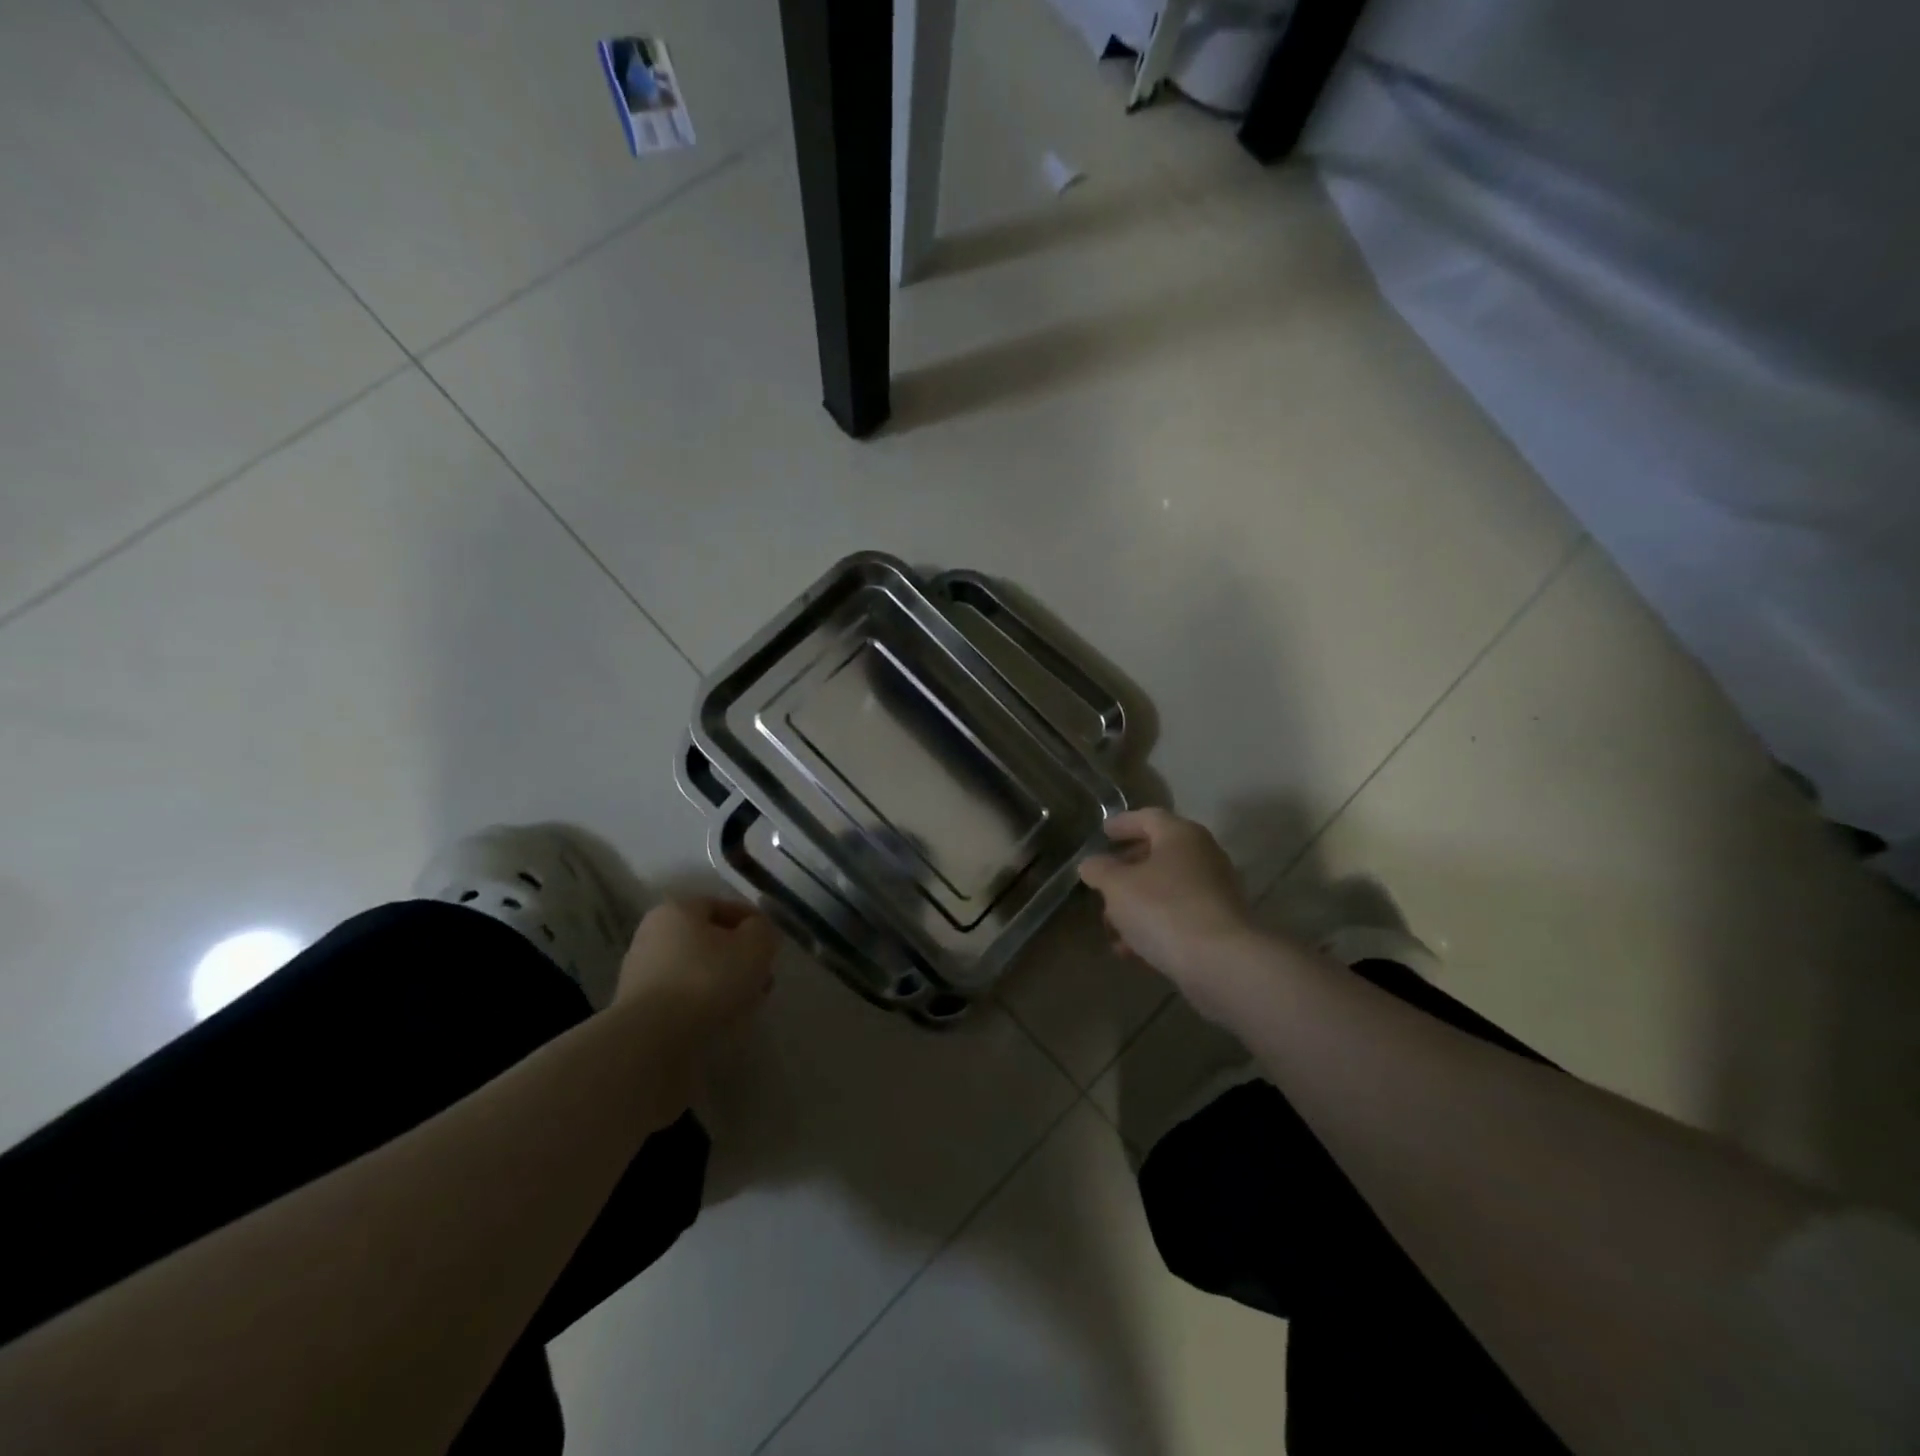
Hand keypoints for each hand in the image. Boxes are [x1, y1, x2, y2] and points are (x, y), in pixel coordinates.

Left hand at [616, 897, 778, 1036]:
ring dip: (724, 980)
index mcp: (678, 908)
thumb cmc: (707, 979)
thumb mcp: (754, 946)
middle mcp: (654, 932)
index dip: (754, 924)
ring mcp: (641, 969)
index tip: (772, 946)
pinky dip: (703, 1000)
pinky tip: (722, 1017)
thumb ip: (763, 930)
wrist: (651, 1038)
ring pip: (697, 967)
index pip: (724, 906)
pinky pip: (682, 993)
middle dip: (739, 956)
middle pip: (709, 939)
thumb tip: (759, 931)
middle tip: (763, 977)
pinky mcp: (637, 1004)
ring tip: (748, 1002)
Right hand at [1078, 809, 1256, 1009]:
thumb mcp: (1117, 886)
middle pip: (1158, 854)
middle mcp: (1203, 855)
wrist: (1222, 962)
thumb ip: (1099, 870)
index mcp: (1180, 835)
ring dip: (1136, 904)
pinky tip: (1132, 950)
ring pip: (1166, 889)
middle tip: (1103, 882)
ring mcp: (1215, 891)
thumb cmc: (1164, 909)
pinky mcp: (1219, 924)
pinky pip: (1179, 916)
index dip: (1122, 823)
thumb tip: (1091, 863)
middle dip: (1126, 870)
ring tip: (1111, 926)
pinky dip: (1154, 925)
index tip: (1102, 832)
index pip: (1148, 817)